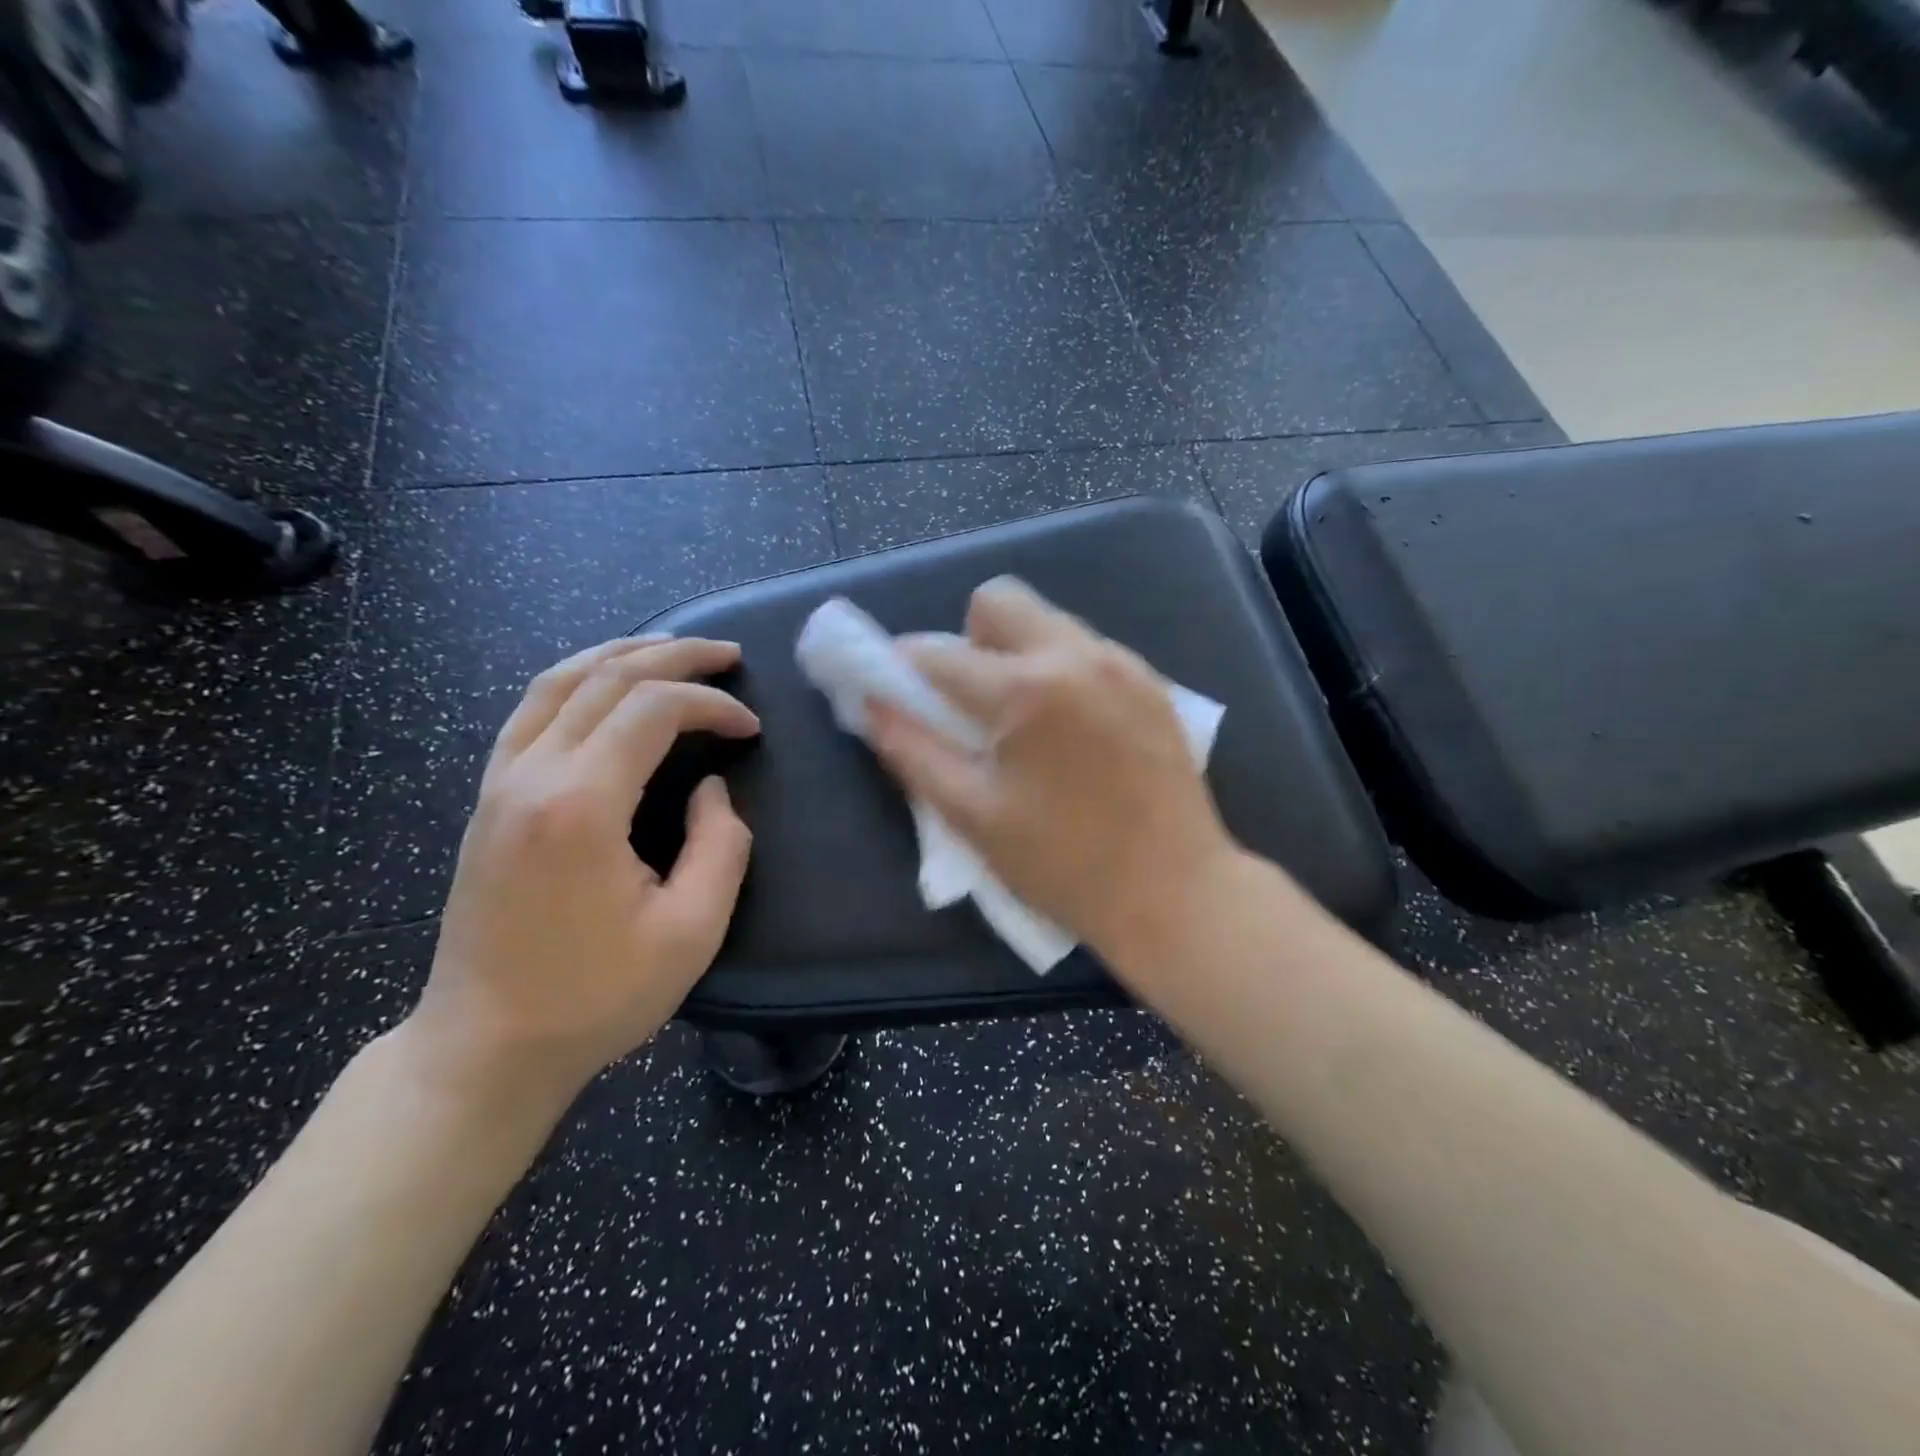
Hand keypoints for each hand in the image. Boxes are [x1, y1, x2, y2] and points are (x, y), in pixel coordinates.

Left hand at [402, 636, 759, 1108]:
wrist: (486, 1046)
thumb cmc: (596, 996)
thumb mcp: (691, 932)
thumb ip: (721, 846)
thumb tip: (712, 789)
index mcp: (581, 804)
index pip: (653, 710)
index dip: (712, 705)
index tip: (752, 728)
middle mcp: (531, 774)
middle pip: (606, 678)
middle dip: (676, 658)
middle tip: (729, 656)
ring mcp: (500, 782)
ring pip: (559, 681)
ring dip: (622, 653)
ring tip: (672, 648)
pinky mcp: (488, 798)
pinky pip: (530, 710)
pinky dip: (577, 679)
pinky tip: (605, 683)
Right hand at [867, 578, 1236, 968]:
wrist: (1176, 892)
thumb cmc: (1064, 865)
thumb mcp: (974, 816)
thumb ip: (914, 753)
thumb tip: (873, 705)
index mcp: (1027, 689)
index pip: (939, 653)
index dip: (901, 668)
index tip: (895, 691)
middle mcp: (1077, 655)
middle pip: (999, 600)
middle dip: (969, 639)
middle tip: (971, 702)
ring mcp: (1122, 663)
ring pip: (1047, 621)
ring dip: (1017, 653)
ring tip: (1025, 721)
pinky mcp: (1152, 683)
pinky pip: (1088, 650)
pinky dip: (1061, 670)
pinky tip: (1071, 730)